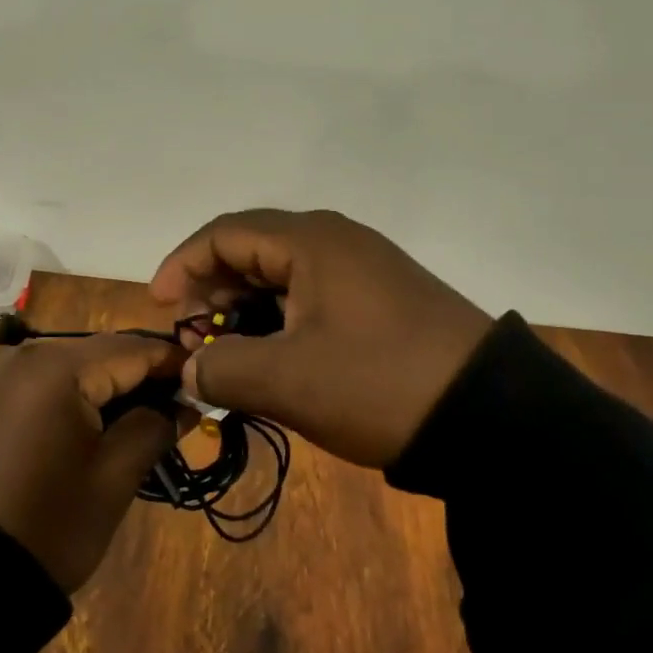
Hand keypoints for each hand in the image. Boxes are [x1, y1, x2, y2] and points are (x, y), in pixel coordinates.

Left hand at [0, 335, 183, 593]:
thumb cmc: (46, 525)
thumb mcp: (112, 479)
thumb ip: (154, 427)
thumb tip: (183, 404)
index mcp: (59, 366)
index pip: (134, 349)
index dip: (175, 364)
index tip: (207, 382)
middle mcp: (26, 355)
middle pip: (102, 352)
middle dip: (142, 375)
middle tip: (179, 407)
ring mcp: (0, 374)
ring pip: (74, 366)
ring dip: (109, 386)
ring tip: (142, 420)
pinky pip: (45, 383)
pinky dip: (75, 396)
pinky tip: (94, 426)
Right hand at [150, 208, 493, 468]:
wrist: (493, 417)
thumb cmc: (378, 383)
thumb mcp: (287, 380)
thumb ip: (222, 368)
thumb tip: (193, 367)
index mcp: (311, 241)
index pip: (224, 234)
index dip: (182, 265)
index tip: (160, 306)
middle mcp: (336, 241)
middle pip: (252, 250)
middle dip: (211, 291)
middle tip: (193, 337)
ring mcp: (364, 269)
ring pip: (282, 276)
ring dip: (245, 310)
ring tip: (228, 354)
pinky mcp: (382, 299)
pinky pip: (312, 296)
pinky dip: (280, 321)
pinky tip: (273, 359)